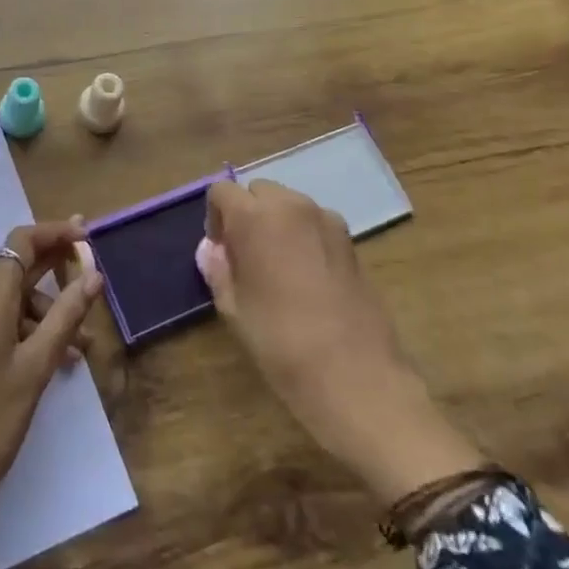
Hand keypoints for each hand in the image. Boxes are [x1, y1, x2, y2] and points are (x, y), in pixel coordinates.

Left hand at [0, 219, 102, 567]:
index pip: (22, 242)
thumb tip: (94, 275)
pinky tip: (49, 359)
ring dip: (44, 315)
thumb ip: (66, 315)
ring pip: (9, 300)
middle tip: (92, 287)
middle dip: (56, 275)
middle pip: (16, 269)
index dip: (56, 233)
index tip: (87, 237)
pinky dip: (23, 330)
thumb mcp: (36, 368)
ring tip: (76, 351)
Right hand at [197, 180, 481, 507]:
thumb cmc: (281, 342)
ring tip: (277, 268)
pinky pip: (315, 224)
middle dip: (247, 214)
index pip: (222, 191)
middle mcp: (292, 206)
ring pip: (289, 204)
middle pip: (258, 191)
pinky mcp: (351, 241)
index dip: (215, 217)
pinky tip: (306, 278)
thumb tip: (212, 250)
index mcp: (255, 216)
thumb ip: (219, 270)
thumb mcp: (235, 309)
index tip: (221, 251)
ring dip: (276, 223)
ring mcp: (327, 220)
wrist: (356, 377)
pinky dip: (303, 236)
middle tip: (246, 257)